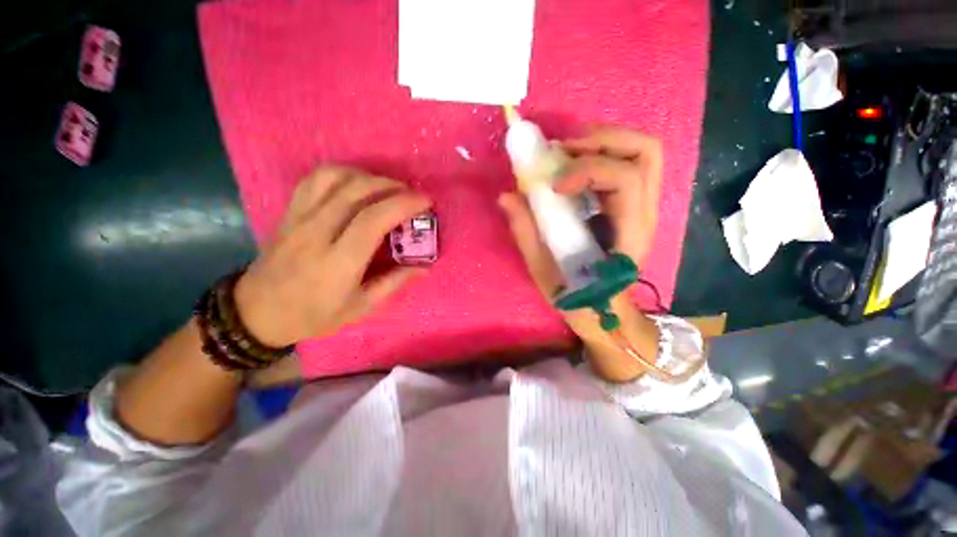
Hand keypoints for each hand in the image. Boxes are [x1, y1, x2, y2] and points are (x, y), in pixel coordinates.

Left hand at [234, 166, 431, 346]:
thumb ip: (394, 283)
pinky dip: (342, 173)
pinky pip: (314, 179)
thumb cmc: (313, 315)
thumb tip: (424, 268)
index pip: (373, 220)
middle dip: (392, 186)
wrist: (257, 313)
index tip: (425, 201)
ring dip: (368, 176)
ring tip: (387, 187)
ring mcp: (299, 218)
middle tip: (412, 194)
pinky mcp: (289, 212)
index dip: (403, 204)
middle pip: (356, 191)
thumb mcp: (360, 308)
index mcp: (338, 262)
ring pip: (335, 178)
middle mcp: (317, 233)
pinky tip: (357, 182)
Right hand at [498, 126, 663, 297]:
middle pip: (645, 152)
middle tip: (563, 150)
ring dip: (603, 141)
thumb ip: (526, 232)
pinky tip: (575, 164)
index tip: (553, 183)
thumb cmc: (576, 295)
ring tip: (567, 152)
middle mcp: (645, 213)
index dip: (587, 170)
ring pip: (641, 152)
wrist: (603, 309)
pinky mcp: (633, 204)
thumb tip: (506, 196)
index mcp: (628, 234)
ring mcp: (644, 206)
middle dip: (602, 139)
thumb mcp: (544, 270)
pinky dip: (602, 152)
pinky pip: (628, 163)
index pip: (624, 179)